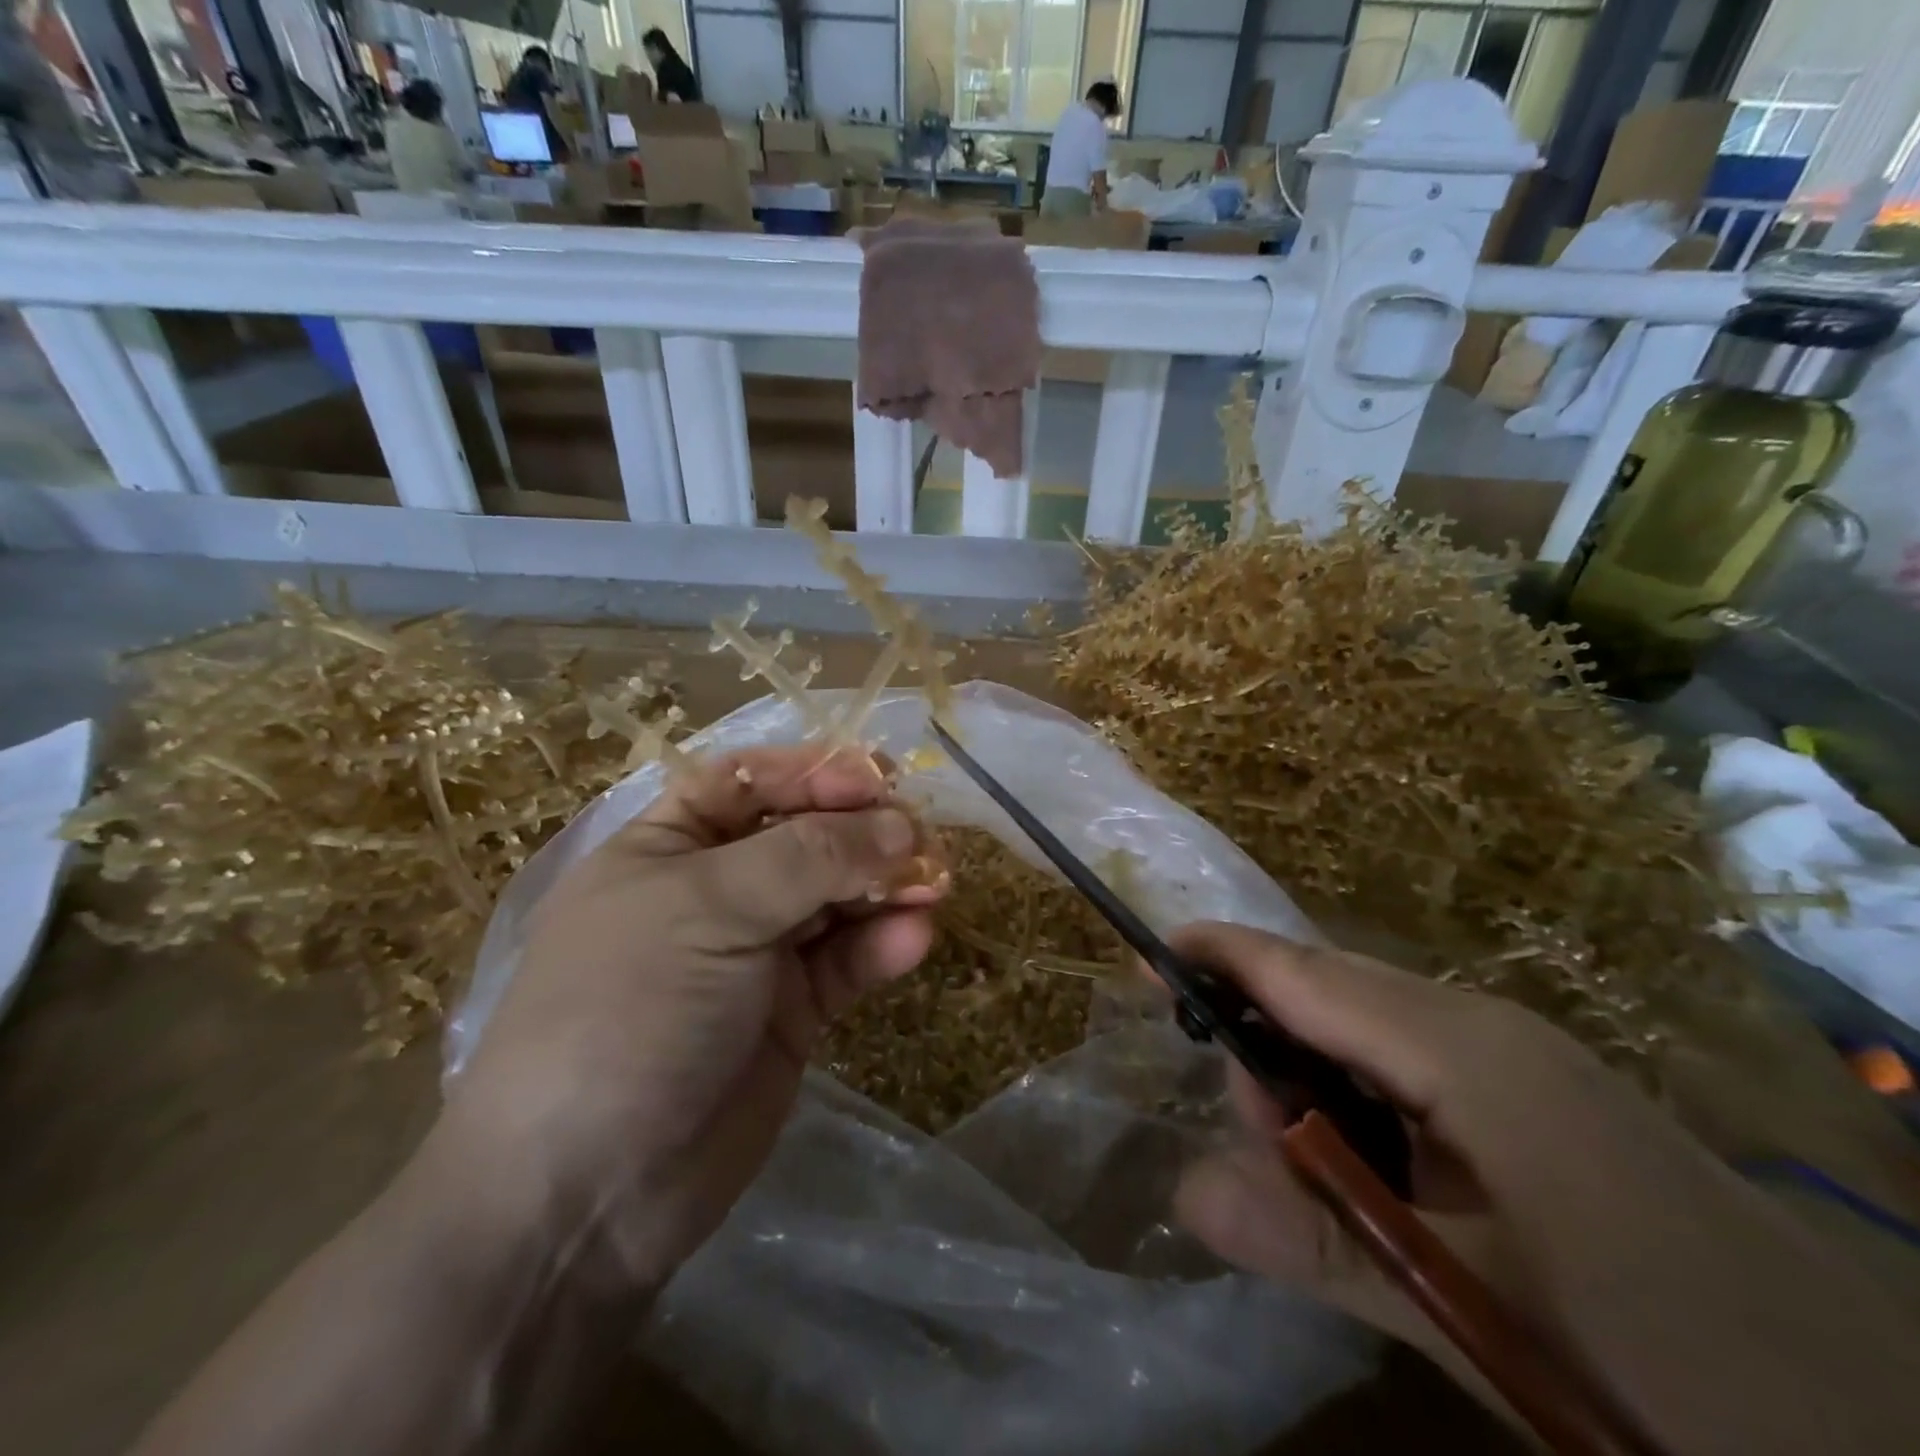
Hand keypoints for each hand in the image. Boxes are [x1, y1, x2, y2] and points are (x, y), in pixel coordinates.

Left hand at [435, 746, 941, 1292]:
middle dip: (863, 832)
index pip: (750, 782)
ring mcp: (755, 953)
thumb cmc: (630, 1010)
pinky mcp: (792, 1012)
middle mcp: (714, 890)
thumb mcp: (709, 909)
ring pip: (835, 898)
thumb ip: (810, 858)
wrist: (588, 1195)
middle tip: (923, 838)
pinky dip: (881, 946)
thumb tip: (900, 824)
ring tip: (934, 885)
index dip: (813, 773)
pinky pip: (845, 962)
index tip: (877, 779)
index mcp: (669, 846)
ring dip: (886, 885)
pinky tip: (914, 940)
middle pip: (804, 836)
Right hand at [1169, 923, 1919, 1455]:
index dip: (1217, 956)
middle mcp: (1483, 1027)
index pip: (1301, 971)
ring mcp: (1520, 1059)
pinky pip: (1413, 1065)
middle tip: (1250, 1151)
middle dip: (1261, 1049)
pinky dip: (1363, 1103)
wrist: (1897, 1436)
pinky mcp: (1541, 1098)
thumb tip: (1181, 1190)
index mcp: (1463, 1048)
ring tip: (1320, 1186)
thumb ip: (1322, 1240)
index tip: (1144, 956)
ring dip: (1312, 1087)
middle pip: (1327, 994)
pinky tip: (1380, 1181)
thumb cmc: (1674, 1361)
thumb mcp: (1477, 1310)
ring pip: (1367, 1032)